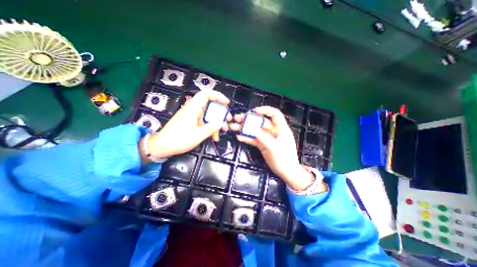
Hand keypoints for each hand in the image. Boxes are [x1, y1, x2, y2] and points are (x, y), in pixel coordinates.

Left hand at [142, 90, 230, 160]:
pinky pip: (203, 122)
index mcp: (193, 108)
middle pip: (210, 106)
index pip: (206, 94)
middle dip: (220, 113)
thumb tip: (222, 122)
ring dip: (215, 123)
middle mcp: (193, 110)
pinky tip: (213, 137)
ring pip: (208, 116)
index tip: (226, 103)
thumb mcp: (198, 135)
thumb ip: (212, 128)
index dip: (218, 96)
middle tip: (228, 120)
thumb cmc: (179, 139)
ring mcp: (192, 116)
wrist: (162, 146)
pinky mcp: (191, 122)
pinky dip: (209, 128)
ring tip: (221, 133)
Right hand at [230, 106, 315, 190]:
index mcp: (281, 129)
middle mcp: (273, 131)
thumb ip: (262, 137)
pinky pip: (253, 139)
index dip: (265, 110)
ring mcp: (267, 138)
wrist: (286, 173)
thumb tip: (251, 127)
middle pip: (260, 122)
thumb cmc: (284, 159)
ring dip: (245, 128)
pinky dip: (247, 138)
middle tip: (237, 118)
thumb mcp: (274, 147)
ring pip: (255, 130)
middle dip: (249, 119)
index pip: (274, 114)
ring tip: (234, 126)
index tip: (254, 111)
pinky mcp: (262, 145)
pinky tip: (239, 137)